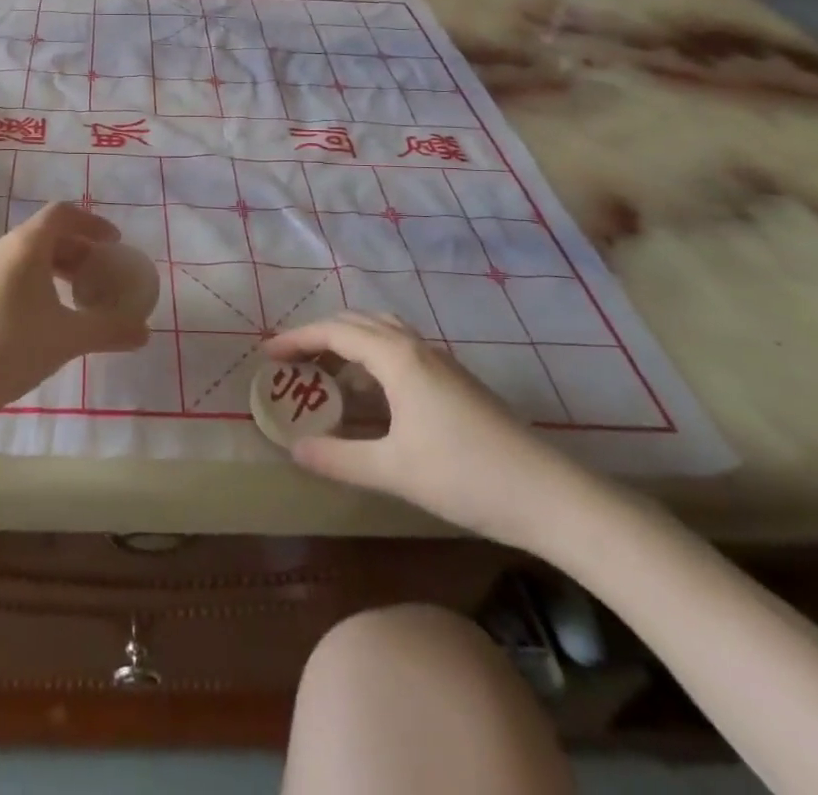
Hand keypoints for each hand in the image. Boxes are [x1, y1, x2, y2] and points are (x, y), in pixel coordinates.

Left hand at [0, 203, 150, 416]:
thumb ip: (111, 329)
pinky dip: (36, 281)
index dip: (92, 223)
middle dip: (78, 249)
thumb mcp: (69, 338)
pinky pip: (11, 273)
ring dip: (57, 268)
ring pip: (26, 256)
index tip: (114, 243)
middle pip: (45, 234)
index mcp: (24, 246)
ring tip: (77, 297)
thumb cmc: (12, 349)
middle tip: (101, 274)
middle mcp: (0, 250)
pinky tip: (45, 317)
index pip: (62, 214)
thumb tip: (145, 332)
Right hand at [264, 315, 605, 553]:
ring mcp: (440, 361)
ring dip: (349, 342)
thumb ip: (339, 457)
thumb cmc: (466, 475)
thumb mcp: (393, 470)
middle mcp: (416, 347)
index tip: (267, 354)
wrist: (550, 495)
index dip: (297, 340)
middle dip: (319, 336)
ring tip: (326, 373)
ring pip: (383, 332)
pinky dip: (372, 357)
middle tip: (292, 362)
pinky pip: (400, 350)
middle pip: (358, 323)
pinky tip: (372, 394)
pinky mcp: (455, 380)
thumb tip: (293, 449)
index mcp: (398, 358)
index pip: (335, 332)